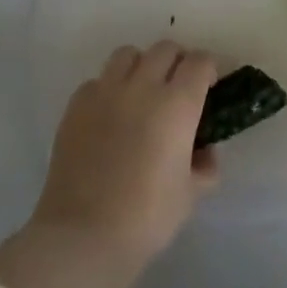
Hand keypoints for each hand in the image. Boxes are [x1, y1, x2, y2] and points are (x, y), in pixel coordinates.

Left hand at [28, 41, 221, 267]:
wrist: (83, 237)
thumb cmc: (147, 217)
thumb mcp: (191, 194)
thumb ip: (204, 165)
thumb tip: (203, 152)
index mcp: (178, 104)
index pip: (200, 62)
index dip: (210, 69)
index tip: (211, 86)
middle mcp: (142, 87)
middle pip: (165, 49)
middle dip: (178, 62)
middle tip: (179, 87)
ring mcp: (105, 93)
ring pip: (128, 55)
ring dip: (142, 65)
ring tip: (142, 92)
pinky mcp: (75, 107)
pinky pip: (97, 81)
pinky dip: (109, 88)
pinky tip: (110, 115)